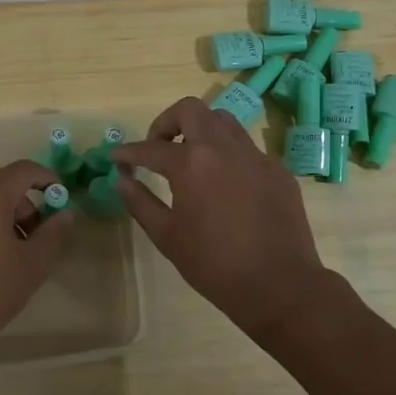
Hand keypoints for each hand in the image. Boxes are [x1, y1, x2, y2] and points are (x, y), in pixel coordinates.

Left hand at [0, 160, 73, 362]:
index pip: (25, 170)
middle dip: (28, 208)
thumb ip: (53, 233)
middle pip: (5, 186)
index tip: (62, 198)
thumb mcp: (32, 263)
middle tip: (41, 239)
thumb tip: (66, 213)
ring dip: (8, 220)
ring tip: (18, 256)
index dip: (48, 180)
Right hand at [110, 97, 328, 339]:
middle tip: (158, 148)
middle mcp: (224, 147)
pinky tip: (225, 184)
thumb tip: (123, 179)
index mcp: (192, 163)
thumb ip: (140, 202)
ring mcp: (255, 155)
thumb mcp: (167, 236)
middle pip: (190, 110)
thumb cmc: (214, 264)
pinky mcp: (277, 170)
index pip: (151, 148)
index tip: (116, 157)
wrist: (279, 284)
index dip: (128, 152)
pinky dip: (227, 155)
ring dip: (200, 131)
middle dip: (167, 122)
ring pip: (223, 121)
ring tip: (191, 159)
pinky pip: (247, 148)